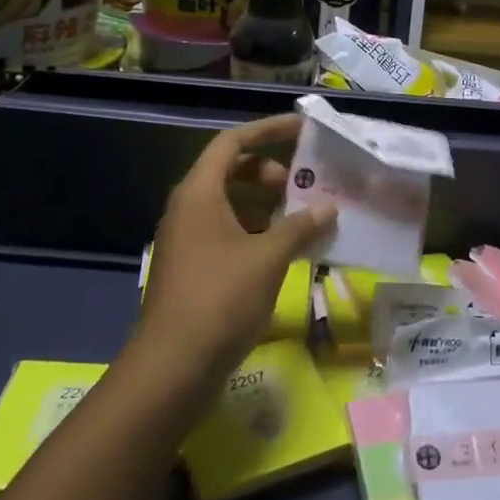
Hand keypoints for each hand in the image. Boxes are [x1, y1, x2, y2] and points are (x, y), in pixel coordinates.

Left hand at [136, 113, 336, 387]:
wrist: (171, 370)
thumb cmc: (219, 299)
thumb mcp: (268, 258)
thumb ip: (300, 226)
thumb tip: (329, 207)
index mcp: (199, 193)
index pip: (232, 142)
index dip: (267, 130)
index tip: (302, 130)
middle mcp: (188, 208)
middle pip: (231, 171)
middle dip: (270, 172)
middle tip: (305, 184)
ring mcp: (187, 240)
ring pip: (231, 204)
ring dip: (266, 204)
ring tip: (303, 217)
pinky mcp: (192, 268)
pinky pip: (227, 232)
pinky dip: (256, 231)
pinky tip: (285, 250)